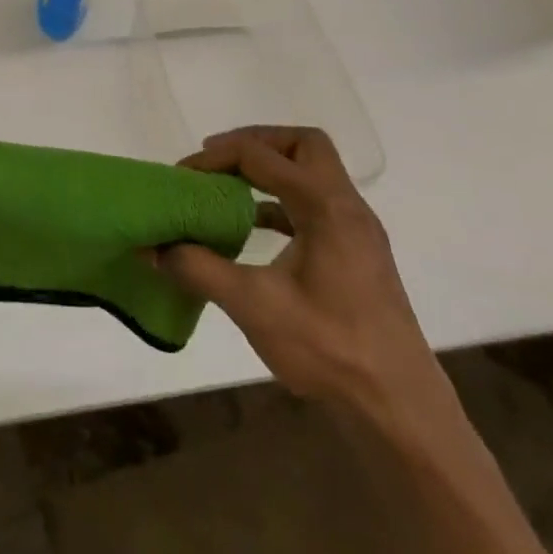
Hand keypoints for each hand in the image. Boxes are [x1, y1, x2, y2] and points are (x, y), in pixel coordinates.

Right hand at [156, 126, 437, 411]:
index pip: (263, 156)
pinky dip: (282, 202)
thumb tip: (152, 248)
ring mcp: (357, 231)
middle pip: (303, 145)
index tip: (183, 174)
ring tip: (229, 188)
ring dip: (271, 171)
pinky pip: (316, 205)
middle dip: (256, 143)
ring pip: (314, 173)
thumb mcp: (254, 306)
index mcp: (326, 206)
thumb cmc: (330, 349)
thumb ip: (199, 269)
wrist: (400, 410)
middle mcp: (347, 207)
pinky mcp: (358, 255)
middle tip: (218, 160)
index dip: (217, 157)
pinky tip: (254, 228)